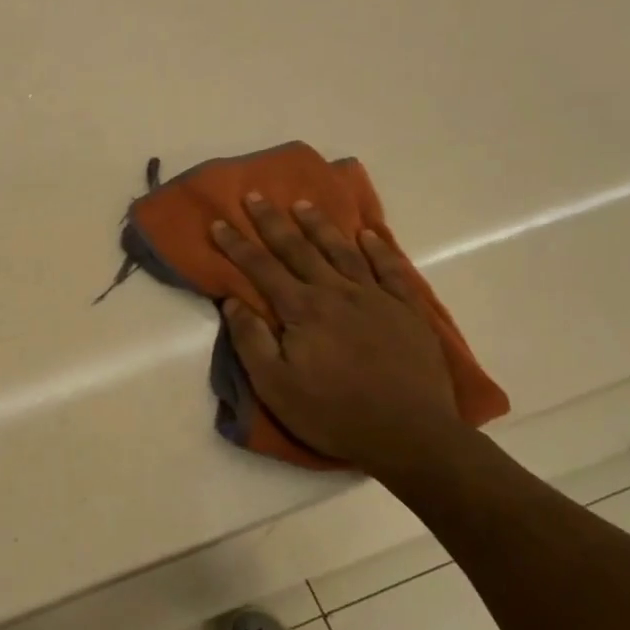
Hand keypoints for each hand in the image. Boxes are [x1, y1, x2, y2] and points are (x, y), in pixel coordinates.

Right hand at [210, 195, 466, 478]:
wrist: (410, 434)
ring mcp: (376, 298)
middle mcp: (337, 293)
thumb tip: (233, 303)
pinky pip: (391, 270)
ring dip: (320, 226)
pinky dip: (378, 250)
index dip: (237, 245)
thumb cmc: (333, 413)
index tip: (219, 223)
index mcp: (302, 310)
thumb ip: (251, 341)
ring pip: (342, 252)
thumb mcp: (276, 387)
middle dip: (273, 222)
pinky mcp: (407, 311)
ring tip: (304, 204)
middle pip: (298, 250)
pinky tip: (367, 236)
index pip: (261, 269)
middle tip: (256, 196)